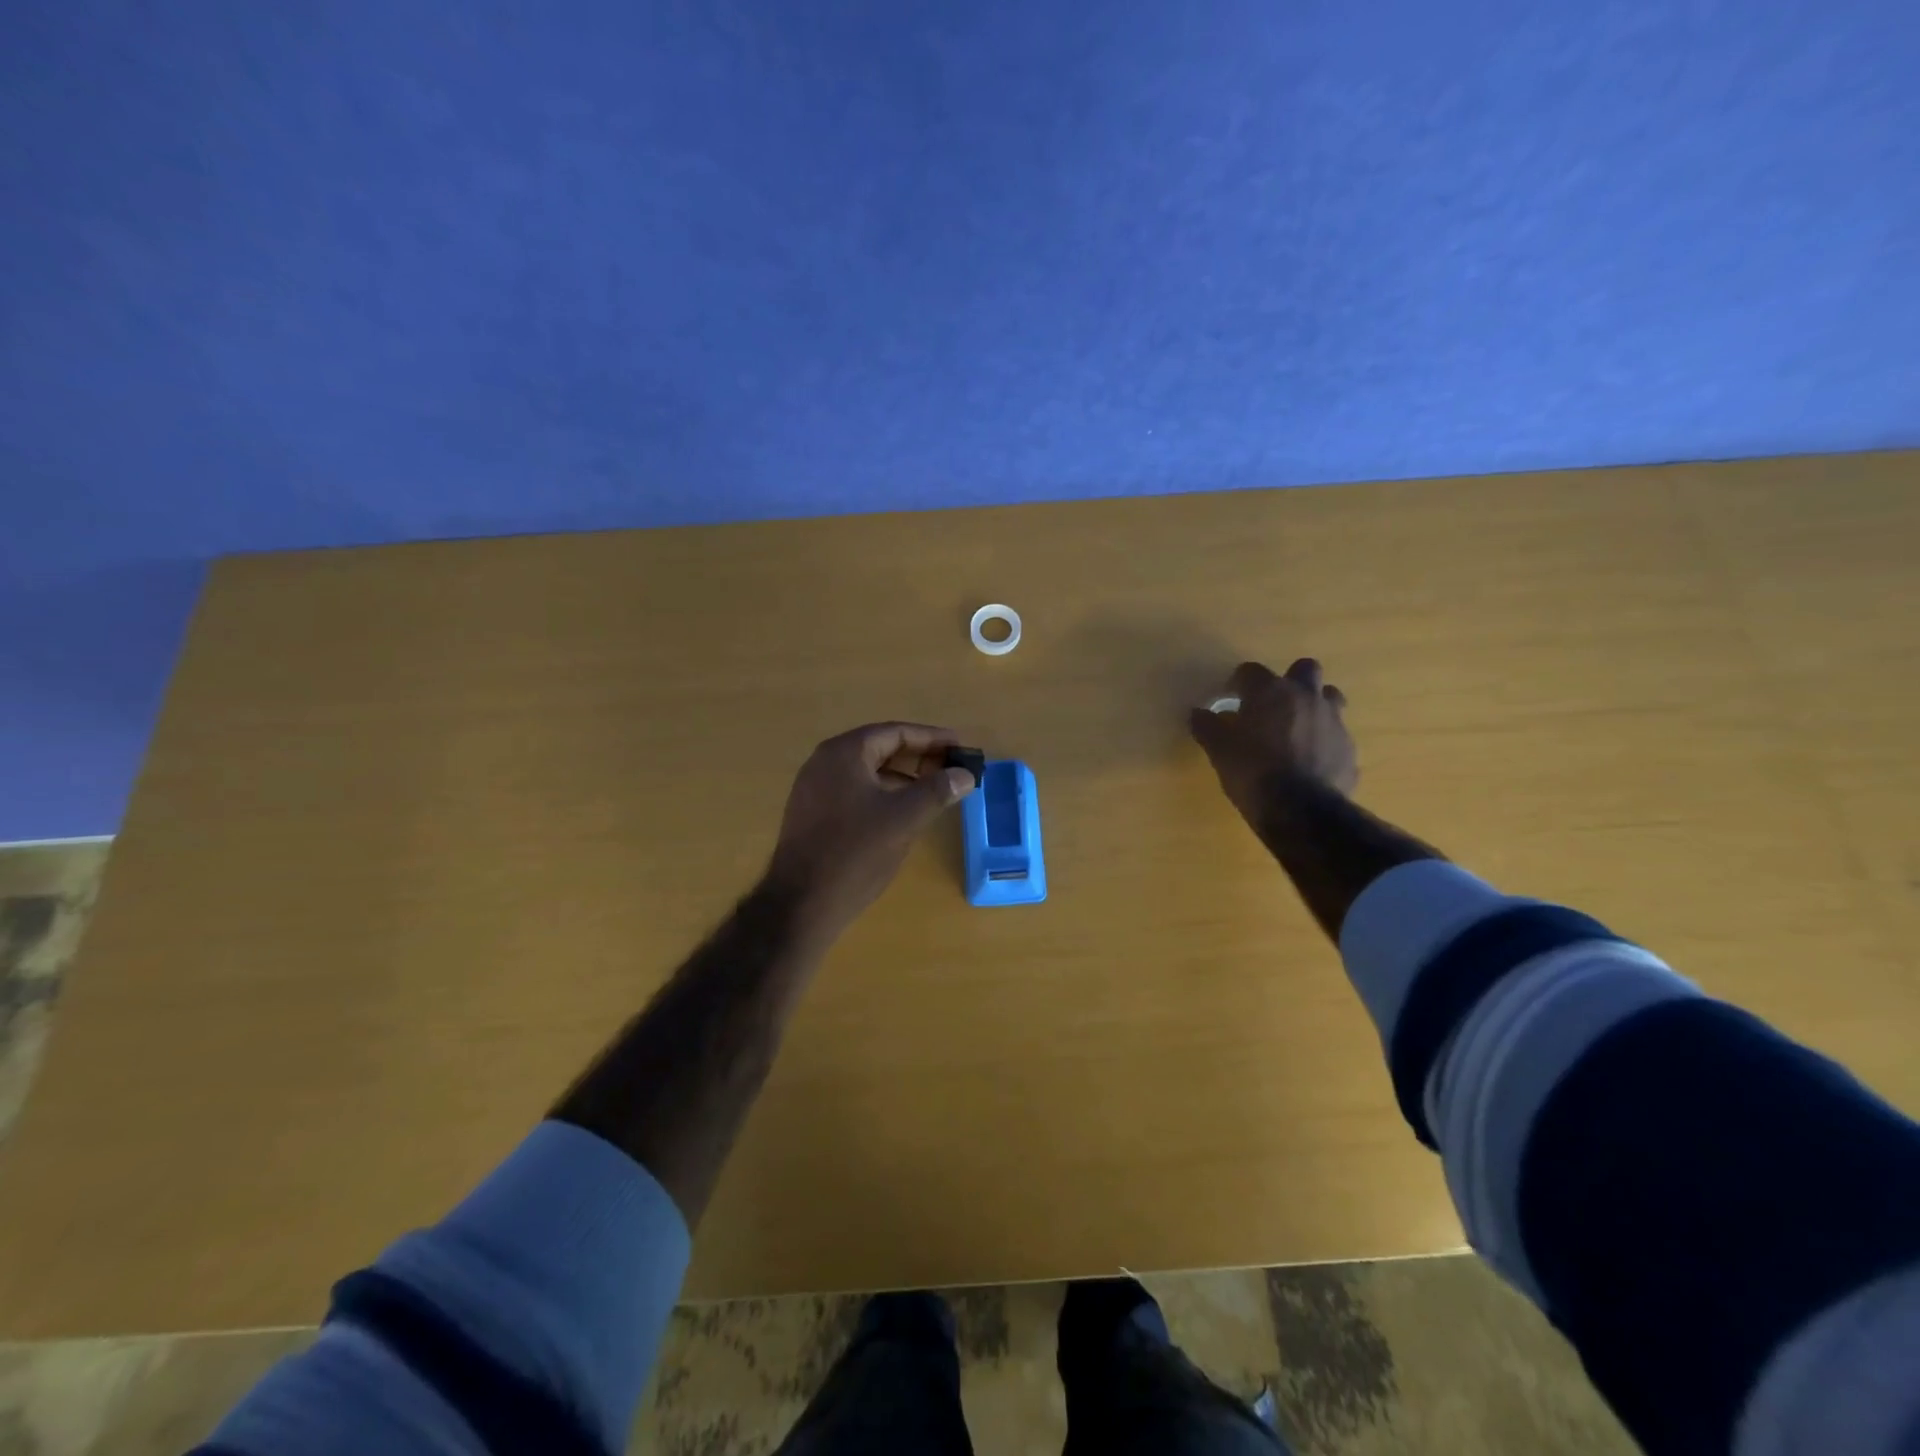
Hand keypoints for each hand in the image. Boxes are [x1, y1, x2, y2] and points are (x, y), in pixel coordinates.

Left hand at [765, 722, 976, 943]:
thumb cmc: (855, 852)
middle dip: (919, 757)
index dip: (932, 738)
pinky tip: (903, 813)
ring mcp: (814, 788)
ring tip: (934, 791)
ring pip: (867, 772)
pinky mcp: (812, 813)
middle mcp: (824, 762)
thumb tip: (964, 775)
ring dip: (903, 777)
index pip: (895, 732)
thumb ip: (937, 791)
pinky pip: (854, 791)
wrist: (801, 903)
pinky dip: (883, 793)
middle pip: (880, 748)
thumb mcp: (904, 818)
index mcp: (844, 753)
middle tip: (952, 770)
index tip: (960, 747)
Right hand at [1189, 659, 1357, 825]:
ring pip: (1329, 697)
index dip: (1239, 683)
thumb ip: (1207, 726)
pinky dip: (1324, 741)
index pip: (1251, 671)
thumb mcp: (1219, 750)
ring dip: (1315, 705)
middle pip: (1304, 669)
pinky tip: (1310, 761)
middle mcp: (1306, 697)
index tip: (1231, 699)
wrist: (1300, 809)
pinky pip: (1336, 735)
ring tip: (1298, 728)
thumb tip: (1197, 713)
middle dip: (1290, 681)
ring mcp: (1333, 721)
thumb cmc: (1252, 771)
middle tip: (1273, 705)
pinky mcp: (1348, 748)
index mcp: (1271, 692)